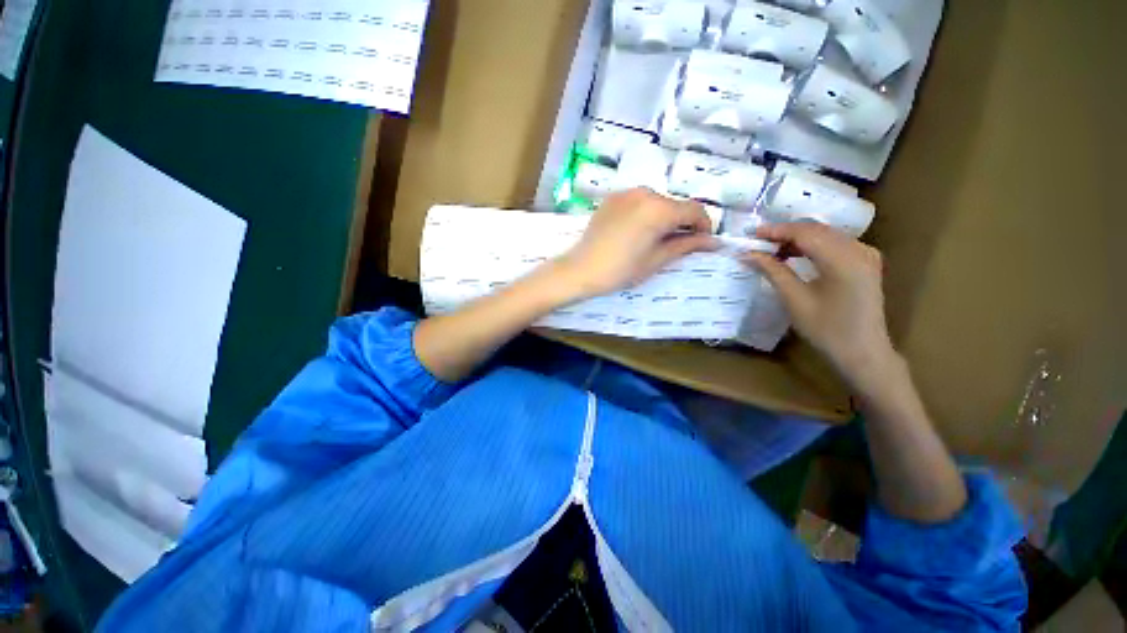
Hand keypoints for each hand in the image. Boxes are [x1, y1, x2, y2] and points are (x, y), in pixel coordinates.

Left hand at [555, 189, 717, 299]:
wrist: (581, 269)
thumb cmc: (620, 269)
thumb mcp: (656, 259)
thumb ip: (686, 246)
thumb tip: (713, 242)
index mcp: (659, 208)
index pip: (694, 210)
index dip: (704, 226)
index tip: (703, 243)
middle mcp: (645, 192)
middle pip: (675, 205)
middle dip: (682, 223)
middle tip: (678, 245)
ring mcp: (626, 193)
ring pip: (657, 202)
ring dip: (664, 217)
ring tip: (655, 240)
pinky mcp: (612, 198)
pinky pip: (639, 202)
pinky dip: (646, 213)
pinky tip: (637, 232)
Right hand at [745, 222, 896, 388]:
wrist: (862, 352)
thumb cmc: (826, 329)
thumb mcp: (795, 299)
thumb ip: (773, 271)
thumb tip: (748, 254)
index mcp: (843, 260)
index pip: (805, 233)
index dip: (776, 230)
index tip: (752, 233)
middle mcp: (859, 250)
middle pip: (817, 230)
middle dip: (785, 233)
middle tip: (758, 242)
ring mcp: (866, 254)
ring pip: (825, 234)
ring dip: (797, 238)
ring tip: (772, 249)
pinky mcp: (866, 261)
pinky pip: (835, 243)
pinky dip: (812, 245)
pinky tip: (795, 254)